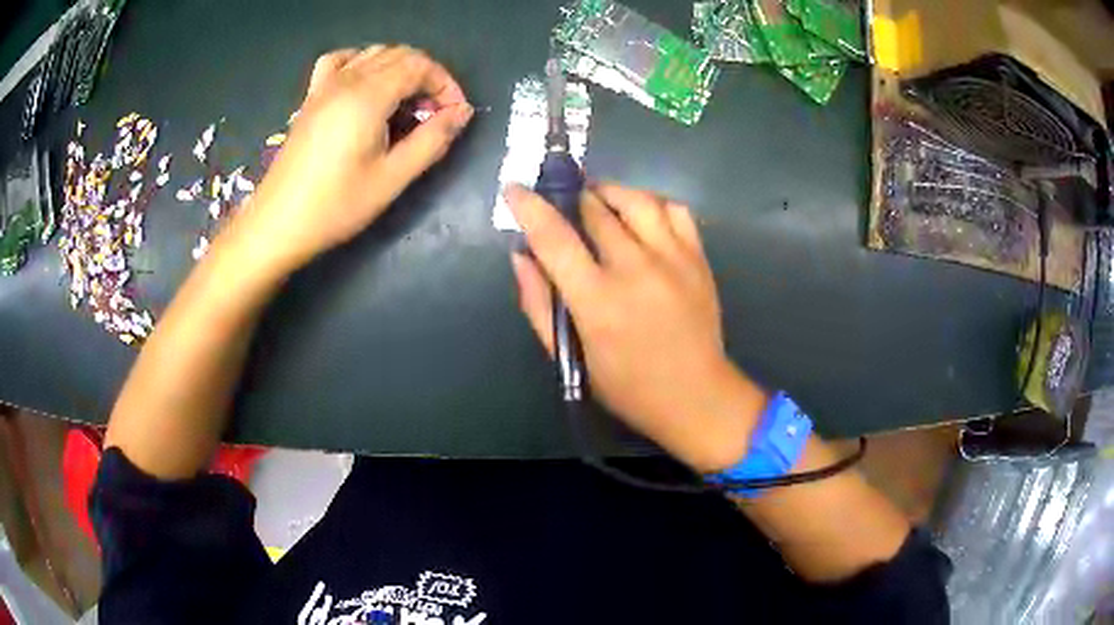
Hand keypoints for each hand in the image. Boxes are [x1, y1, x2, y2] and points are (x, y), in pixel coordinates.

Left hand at [227, 45, 473, 272]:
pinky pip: (340, 60)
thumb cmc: (336, 205)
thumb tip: (462, 112)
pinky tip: (366, 83)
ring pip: (373, 53)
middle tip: (434, 114)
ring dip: (400, 69)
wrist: (278, 223)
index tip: (454, 114)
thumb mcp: (392, 178)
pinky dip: (361, 62)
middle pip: (400, 54)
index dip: (446, 84)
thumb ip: (432, 140)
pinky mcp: (310, 97)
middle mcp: (347, 80)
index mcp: (368, 96)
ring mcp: (325, 85)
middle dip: (427, 77)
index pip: (420, 66)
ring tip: (406, 104)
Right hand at [507, 183, 766, 472]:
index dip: (530, 207)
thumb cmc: (627, 387)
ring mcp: (673, 258)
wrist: (696, 396)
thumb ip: (540, 305)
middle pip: (595, 209)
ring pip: (636, 199)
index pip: (554, 239)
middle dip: (570, 198)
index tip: (515, 189)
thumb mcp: (571, 357)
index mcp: (598, 301)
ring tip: (598, 202)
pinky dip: (652, 204)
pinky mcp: (698, 257)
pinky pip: (675, 209)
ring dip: (609, 193)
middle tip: (562, 205)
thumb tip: (520, 256)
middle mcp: (636, 270)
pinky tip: (641, 217)